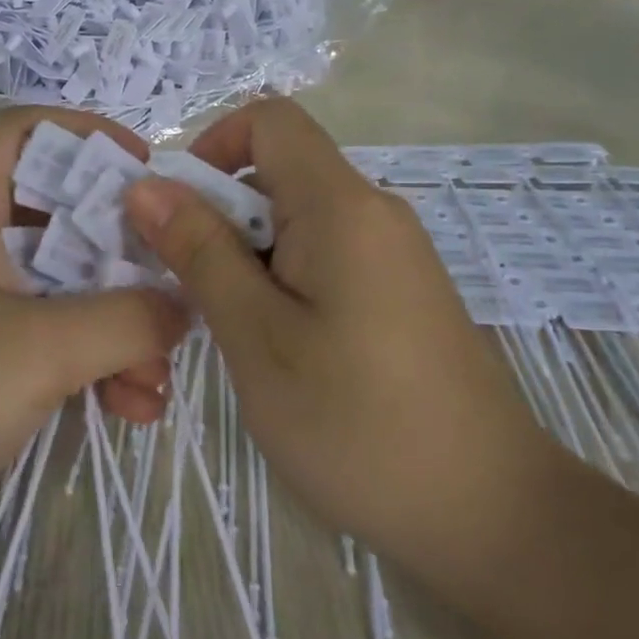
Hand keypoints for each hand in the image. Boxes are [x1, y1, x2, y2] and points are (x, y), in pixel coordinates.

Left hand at [0, 108, 188, 566]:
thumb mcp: (39, 349)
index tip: (146, 172)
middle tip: (173, 291)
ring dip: (115, 326)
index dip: (85, 134)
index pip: (23, 132)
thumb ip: (126, 319)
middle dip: (122, 256)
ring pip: (62, 289)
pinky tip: (129, 410)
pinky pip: (46, 342)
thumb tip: (184, 305)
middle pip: (58, 217)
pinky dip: (90, 364)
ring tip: (155, 384)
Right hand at [122, 98, 552, 568]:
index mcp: (342, 206)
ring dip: (245, 256)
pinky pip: (324, 256)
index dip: (212, 147)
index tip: (178, 215)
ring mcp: (392, 254)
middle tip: (184, 290)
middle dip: (217, 215)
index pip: (270, 121)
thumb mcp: (257, 336)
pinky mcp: (400, 293)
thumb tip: (147, 185)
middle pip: (278, 172)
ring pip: (296, 221)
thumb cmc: (358, 423)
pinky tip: (274, 348)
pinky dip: (280, 280)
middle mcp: (373, 213)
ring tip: (228, 330)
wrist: (492, 517)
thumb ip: (200, 251)